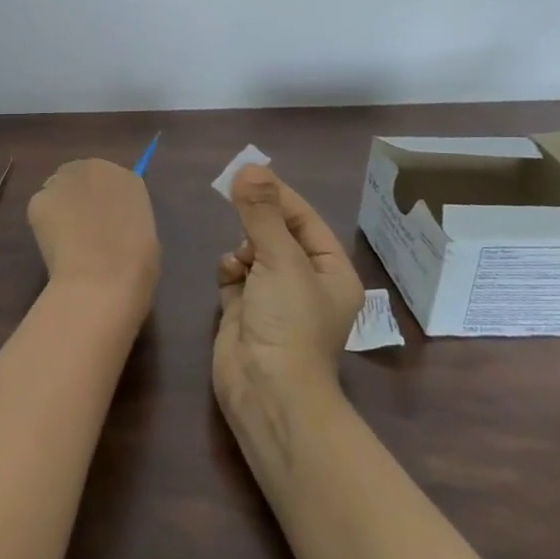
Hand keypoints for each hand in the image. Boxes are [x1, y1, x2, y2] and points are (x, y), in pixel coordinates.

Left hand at [28, 159, 160, 315]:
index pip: (110, 180)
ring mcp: (63, 181)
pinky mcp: (39, 199)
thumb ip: (125, 219)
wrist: (101, 280)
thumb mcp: (144, 236)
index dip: (103, 200)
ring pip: (58, 191)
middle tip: (80, 227)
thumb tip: (112, 226)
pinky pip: (41, 209)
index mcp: (127, 178)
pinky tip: (54, 248)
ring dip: (60, 208)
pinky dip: (44, 225)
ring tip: (65, 240)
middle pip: (81, 177)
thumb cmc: (134, 266)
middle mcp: (94, 169)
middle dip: (78, 197)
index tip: (101, 219)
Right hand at [214, 166, 365, 451]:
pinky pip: (235, 275)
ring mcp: (274, 298)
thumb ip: (262, 213)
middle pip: (278, 234)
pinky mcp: (245, 311)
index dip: (280, 195)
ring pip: (253, 252)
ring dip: (242, 247)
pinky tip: (227, 275)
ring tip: (240, 259)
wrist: (267, 390)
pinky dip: (229, 269)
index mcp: (331, 272)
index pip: (305, 220)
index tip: (250, 173)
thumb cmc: (288, 322)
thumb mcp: (280, 260)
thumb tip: (249, 167)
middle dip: (257, 221)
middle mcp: (306, 283)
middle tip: (234, 200)